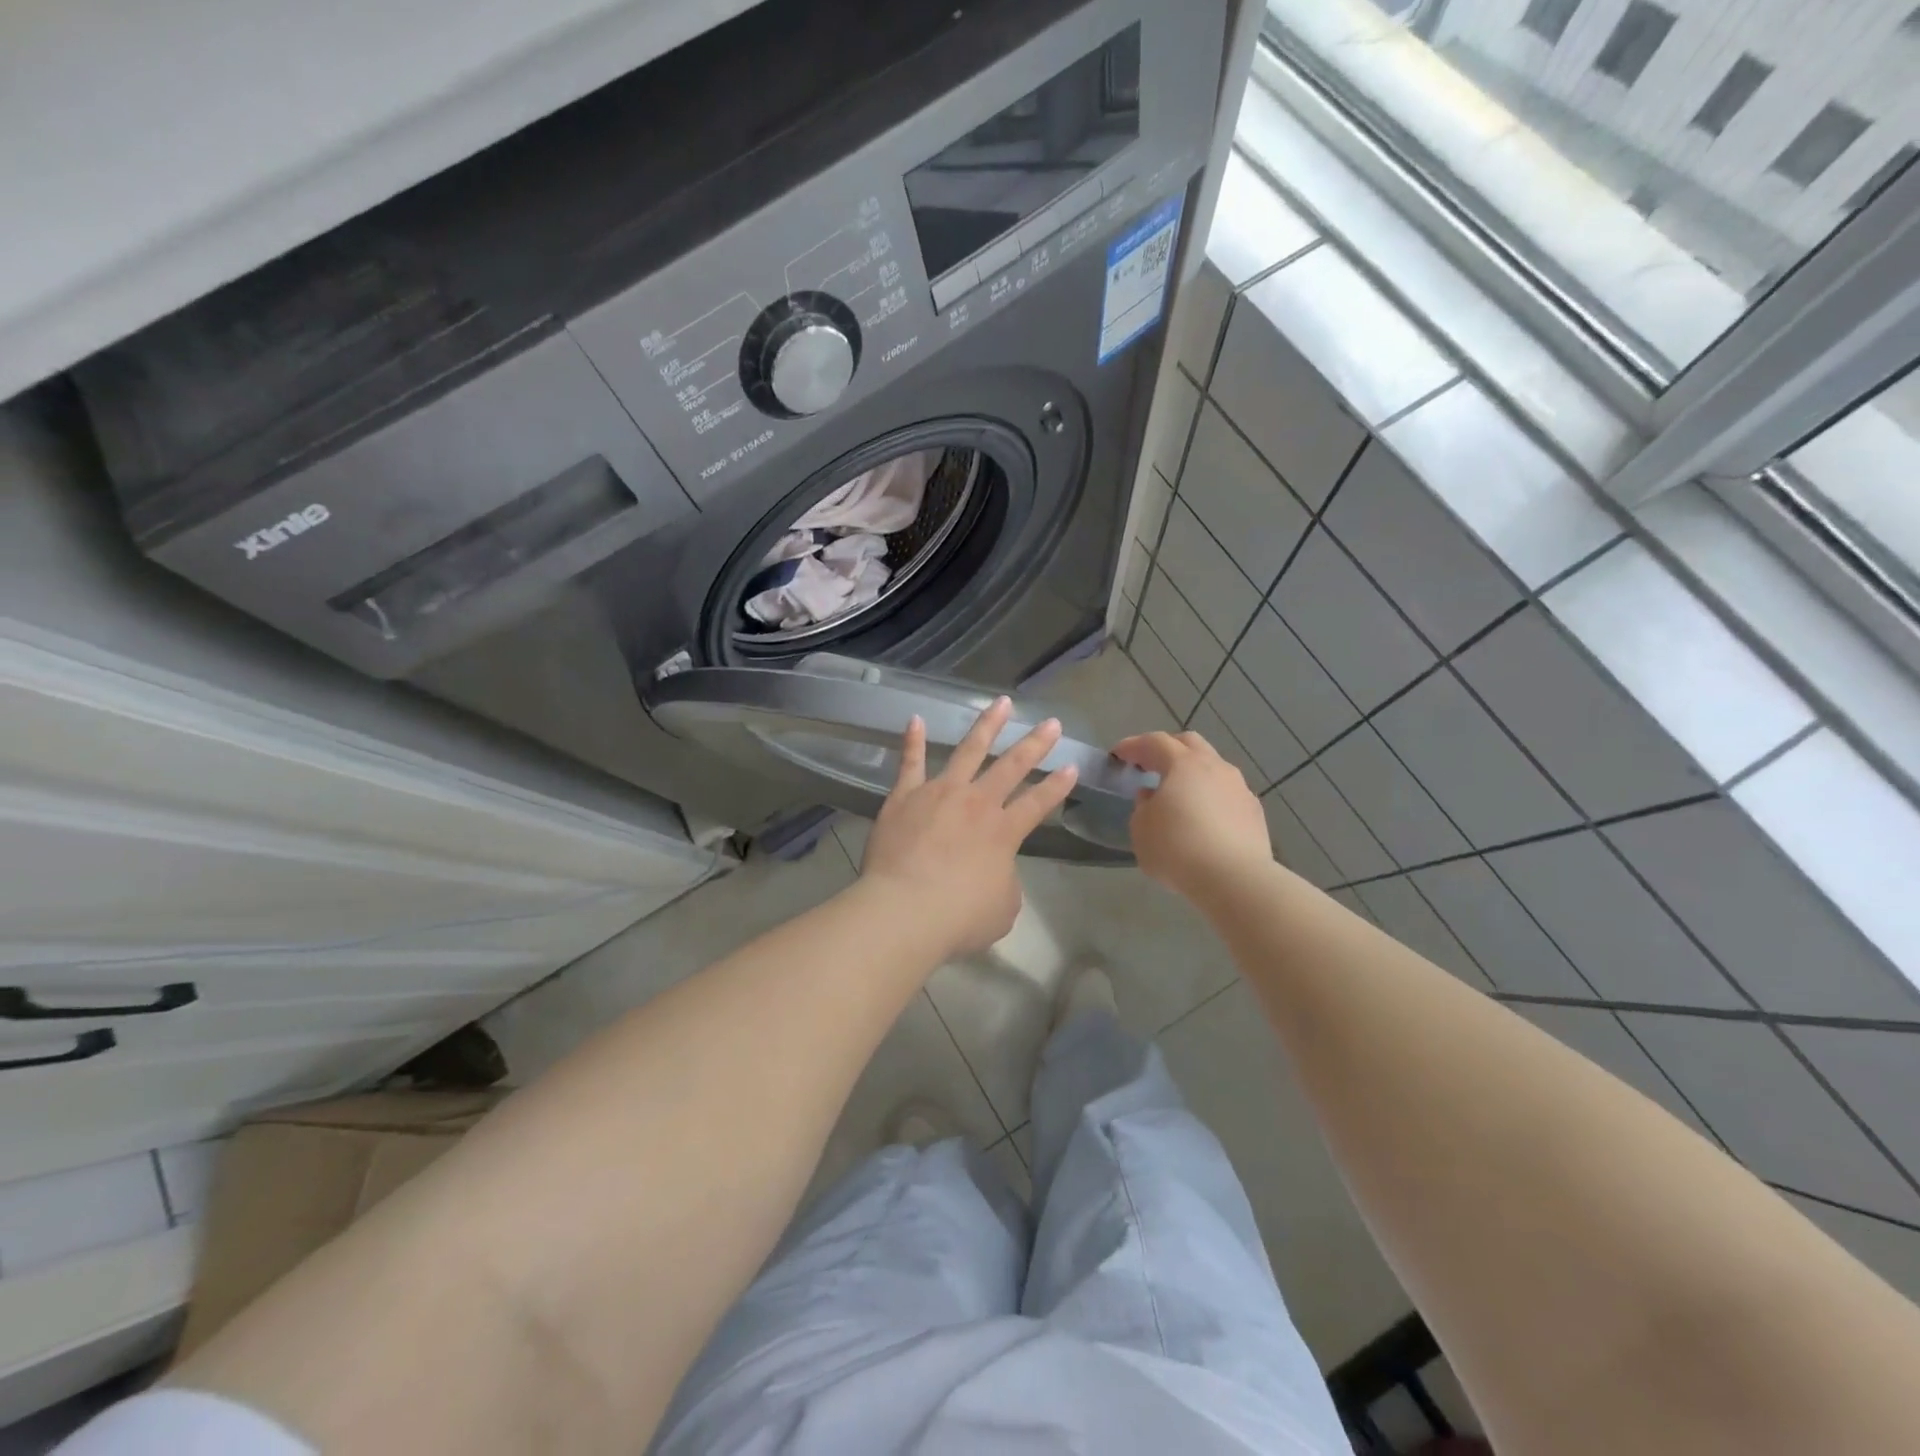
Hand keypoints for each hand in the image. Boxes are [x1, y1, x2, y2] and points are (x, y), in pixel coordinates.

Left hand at [859, 698, 1078, 957]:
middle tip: (1051, 722)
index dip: (1058, 785)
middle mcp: (977, 803)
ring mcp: (940, 793)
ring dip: (987, 725)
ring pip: (969, 750)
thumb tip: (996, 872)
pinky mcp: (905, 796)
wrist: (905, 910)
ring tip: (1002, 703)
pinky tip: (915, 719)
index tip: (1072, 766)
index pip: (1039, 802)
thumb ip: (1005, 883)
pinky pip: (909, 762)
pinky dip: (912, 740)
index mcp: (1004, 831)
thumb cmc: (959, 917)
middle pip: (1012, 766)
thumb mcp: (1002, 909)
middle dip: (1035, 744)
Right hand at [1111, 731, 1271, 898]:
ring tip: (1179, 794)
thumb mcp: (1141, 829)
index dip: (1133, 746)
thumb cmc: (1178, 849)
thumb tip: (1152, 796)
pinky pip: (1227, 794)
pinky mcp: (1254, 812)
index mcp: (1184, 764)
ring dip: (1193, 774)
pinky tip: (1204, 818)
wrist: (1235, 879)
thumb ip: (1142, 807)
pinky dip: (1211, 797)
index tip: (1118, 755)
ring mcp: (1239, 788)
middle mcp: (1215, 767)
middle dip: (1167, 749)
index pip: (1154, 742)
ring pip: (1213, 768)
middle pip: (1190, 744)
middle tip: (1150, 764)